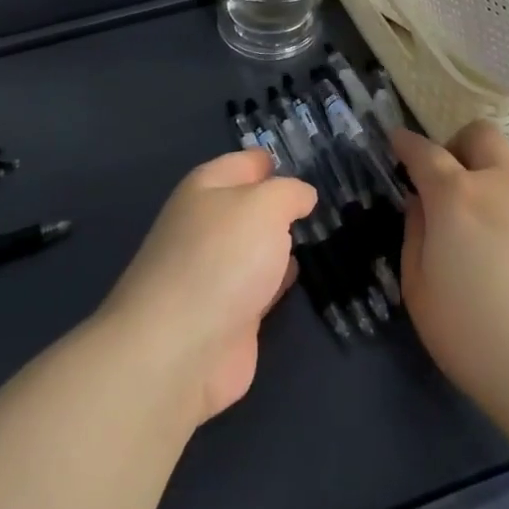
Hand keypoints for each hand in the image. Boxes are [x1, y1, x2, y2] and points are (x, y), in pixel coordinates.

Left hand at [99, 149, 316, 426]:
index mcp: (206, 188)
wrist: (181, 348)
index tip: (309, 161)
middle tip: (327, 200)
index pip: (245, 162)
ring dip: (282, 240)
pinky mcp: (228, 313)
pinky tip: (301, 272)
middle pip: (250, 205)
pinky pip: (260, 284)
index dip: (273, 161)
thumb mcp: (264, 206)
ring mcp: (215, 271)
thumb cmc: (222, 258)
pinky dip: (279, 278)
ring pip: (256, 245)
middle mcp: (207, 224)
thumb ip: (288, 193)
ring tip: (323, 232)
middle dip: (281, 202)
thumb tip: (301, 195)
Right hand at [396, 121, 508, 422]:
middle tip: (445, 182)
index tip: (397, 142)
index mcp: (456, 197)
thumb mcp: (420, 291)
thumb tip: (421, 206)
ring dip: (488, 187)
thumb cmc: (476, 337)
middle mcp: (502, 189)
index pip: (426, 152)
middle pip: (482, 136)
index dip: (407, 143)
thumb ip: (415, 235)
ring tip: (480, 242)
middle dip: (458, 145)